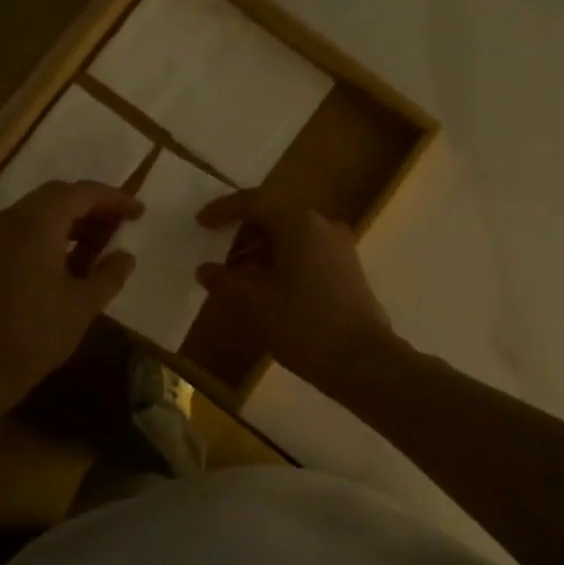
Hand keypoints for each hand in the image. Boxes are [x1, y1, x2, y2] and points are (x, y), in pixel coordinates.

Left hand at [0, 181, 141, 417]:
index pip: (80, 193)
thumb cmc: (28, 338)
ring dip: (61, 230)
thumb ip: (107, 276)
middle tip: (114, 233)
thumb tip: (125, 256)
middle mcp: (2, 220)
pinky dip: (36, 245)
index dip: (113, 199)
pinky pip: (7, 240)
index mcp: (34, 223)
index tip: (137, 212)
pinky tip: (48, 276)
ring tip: (86, 258)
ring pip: (27, 220)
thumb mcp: (80, 309)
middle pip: (52, 200)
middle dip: (88, 212)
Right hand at [194, 190, 401, 395]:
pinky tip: (266, 289)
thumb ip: (224, 281)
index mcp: (298, 224)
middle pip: (274, 216)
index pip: (254, 202)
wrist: (362, 361)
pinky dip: (281, 261)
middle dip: (243, 233)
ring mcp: (339, 247)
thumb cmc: (303, 325)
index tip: (201, 223)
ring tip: (237, 278)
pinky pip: (306, 252)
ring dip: (261, 250)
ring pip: (291, 236)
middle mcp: (322, 226)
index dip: (223, 210)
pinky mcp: (347, 269)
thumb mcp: (253, 304)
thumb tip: (206, 270)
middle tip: (218, 255)